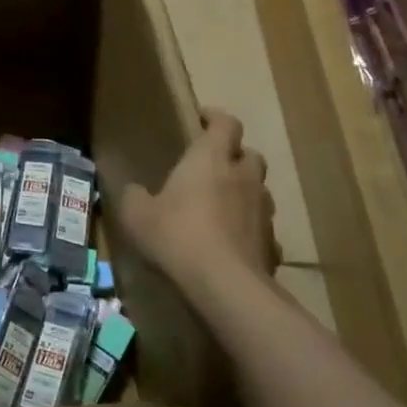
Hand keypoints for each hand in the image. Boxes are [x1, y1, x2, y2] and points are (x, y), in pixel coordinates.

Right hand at [116, 108, 279, 306]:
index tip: (202, 120)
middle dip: (235, 156)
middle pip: (250, 154)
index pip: (225, 123)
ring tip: (222, 208)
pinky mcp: (273, 245)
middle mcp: (243, 177)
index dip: (216, 118)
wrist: (226, 287)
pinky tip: (233, 245)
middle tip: (213, 167)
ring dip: (244, 193)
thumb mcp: (137, 215)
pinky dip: (250, 230)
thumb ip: (134, 196)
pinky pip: (263, 229)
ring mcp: (263, 212)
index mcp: (211, 159)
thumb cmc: (177, 236)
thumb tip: (134, 191)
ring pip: (259, 191)